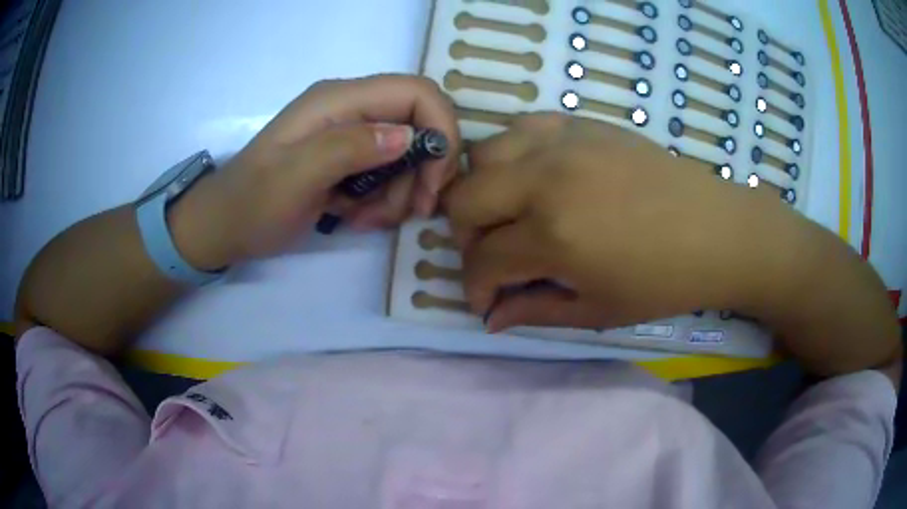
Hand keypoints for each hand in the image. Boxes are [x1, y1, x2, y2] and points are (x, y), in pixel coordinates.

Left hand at [171, 74, 459, 269]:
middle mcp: (350, 108)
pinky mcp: (348, 157)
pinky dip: (384, 199)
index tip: (435, 181)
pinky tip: (358, 217)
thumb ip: (348, 149)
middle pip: (419, 123)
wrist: (225, 225)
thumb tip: (410, 138)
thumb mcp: (295, 178)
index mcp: (338, 99)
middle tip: (412, 210)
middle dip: (423, 170)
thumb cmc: (253, 202)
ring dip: (400, 192)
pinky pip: (388, 172)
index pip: (416, 92)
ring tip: (368, 219)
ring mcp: (349, 132)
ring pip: (408, 154)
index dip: (441, 129)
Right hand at [444, 113, 800, 331]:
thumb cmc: (663, 282)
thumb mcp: (598, 312)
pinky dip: (515, 152)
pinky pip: (523, 126)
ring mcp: (563, 143)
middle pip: (464, 198)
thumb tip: (490, 318)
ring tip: (511, 212)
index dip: (474, 287)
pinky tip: (537, 174)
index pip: (481, 260)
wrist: (716, 231)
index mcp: (554, 236)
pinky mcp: (582, 124)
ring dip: (485, 189)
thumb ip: (534, 312)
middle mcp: (546, 179)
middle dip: (465, 236)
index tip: (486, 299)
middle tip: (493, 255)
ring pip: (483, 154)